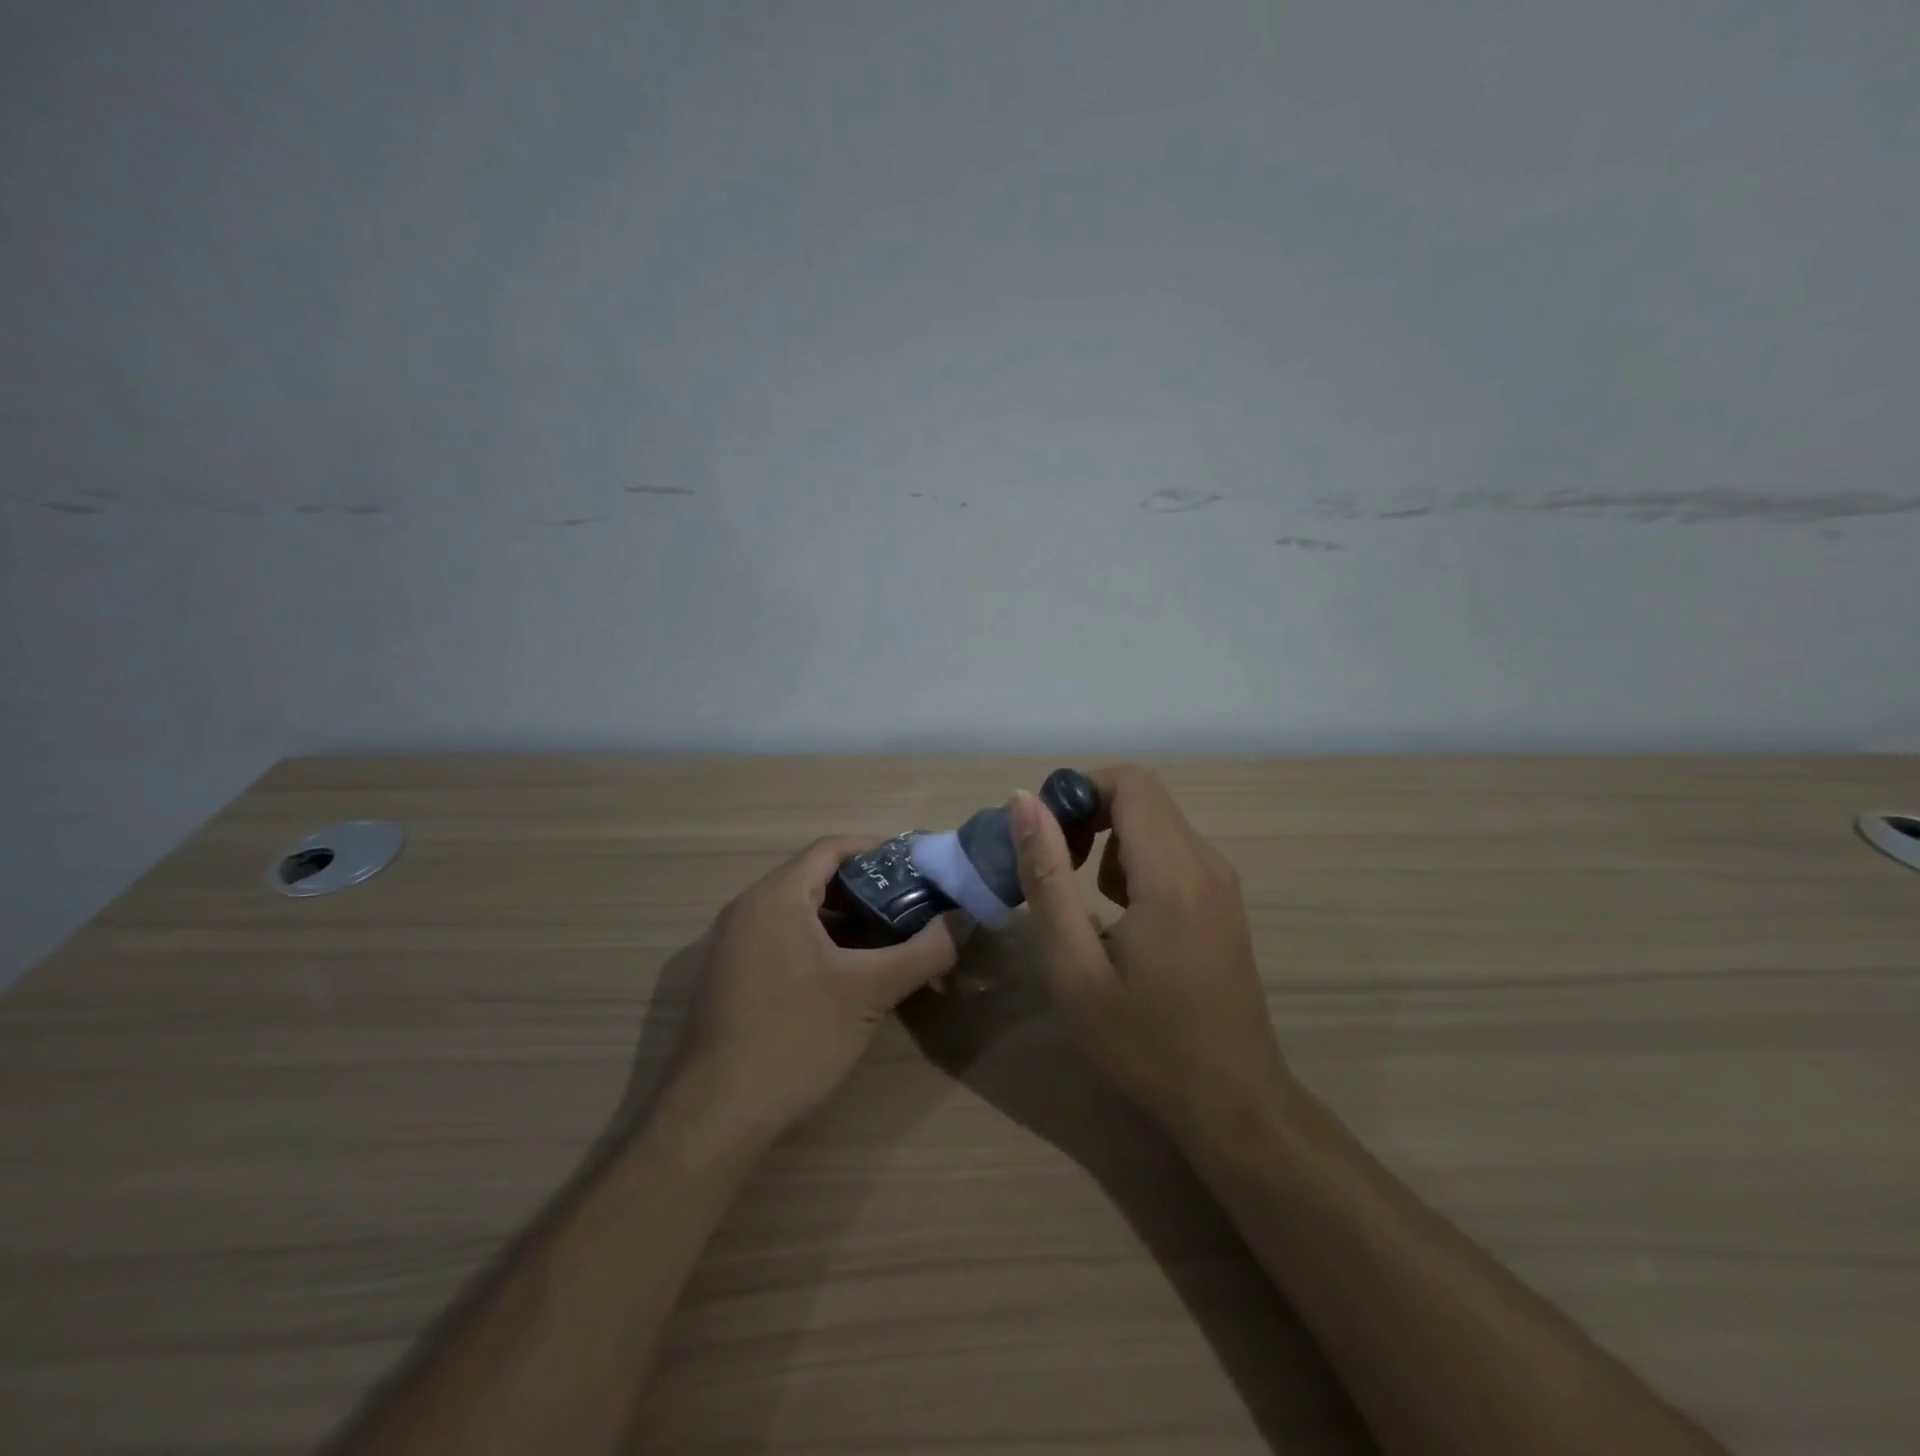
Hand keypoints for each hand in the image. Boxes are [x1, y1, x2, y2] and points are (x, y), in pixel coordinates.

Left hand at [671, 835, 964, 1137]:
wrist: (716, 1115)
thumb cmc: (796, 1037)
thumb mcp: (870, 991)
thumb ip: (924, 951)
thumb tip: (964, 920)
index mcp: (776, 896)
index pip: (831, 847)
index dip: (877, 849)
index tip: (917, 866)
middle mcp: (748, 908)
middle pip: (815, 876)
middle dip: (866, 887)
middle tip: (910, 904)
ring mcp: (732, 944)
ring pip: (798, 910)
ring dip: (843, 918)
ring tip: (887, 938)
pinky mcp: (729, 976)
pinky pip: (780, 937)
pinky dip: (818, 941)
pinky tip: (846, 974)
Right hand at [1009, 767, 1292, 1142]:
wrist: (1232, 1101)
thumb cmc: (1144, 1042)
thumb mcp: (1074, 967)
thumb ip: (1046, 876)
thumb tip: (1022, 801)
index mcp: (1171, 874)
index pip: (1129, 782)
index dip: (1079, 791)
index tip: (1047, 837)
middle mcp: (1206, 862)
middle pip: (1142, 796)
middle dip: (1089, 815)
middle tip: (1057, 867)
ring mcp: (1222, 880)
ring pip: (1157, 821)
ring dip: (1110, 841)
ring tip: (1086, 899)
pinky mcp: (1224, 899)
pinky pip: (1173, 849)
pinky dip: (1135, 860)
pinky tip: (1123, 918)